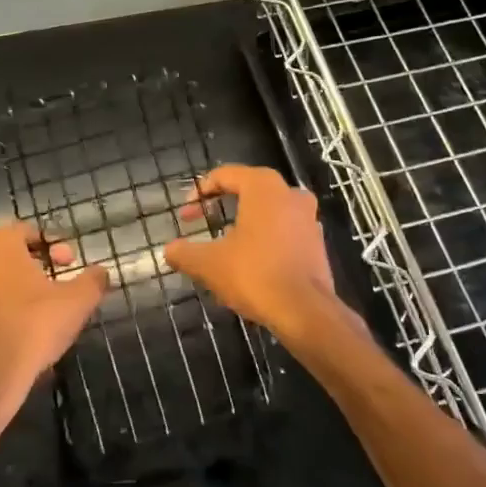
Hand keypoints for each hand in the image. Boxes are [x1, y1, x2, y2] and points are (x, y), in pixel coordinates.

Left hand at [0, 223, 107, 415]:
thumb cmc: (34, 325)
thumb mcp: (77, 301)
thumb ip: (92, 280)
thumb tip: (101, 272)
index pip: (27, 231)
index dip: (53, 244)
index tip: (69, 262)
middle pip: (8, 254)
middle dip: (35, 264)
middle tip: (58, 282)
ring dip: (15, 287)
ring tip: (40, 306)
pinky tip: (19, 327)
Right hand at [163, 165, 345, 344]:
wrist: (305, 311)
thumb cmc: (254, 274)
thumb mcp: (209, 264)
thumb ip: (184, 253)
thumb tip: (168, 251)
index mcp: (263, 187)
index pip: (226, 175)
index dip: (200, 191)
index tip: (185, 214)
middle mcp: (290, 194)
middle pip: (248, 190)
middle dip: (221, 206)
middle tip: (202, 222)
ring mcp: (308, 218)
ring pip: (268, 212)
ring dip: (244, 223)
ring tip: (223, 245)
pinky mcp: (316, 243)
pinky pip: (283, 231)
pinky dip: (264, 239)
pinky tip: (250, 262)